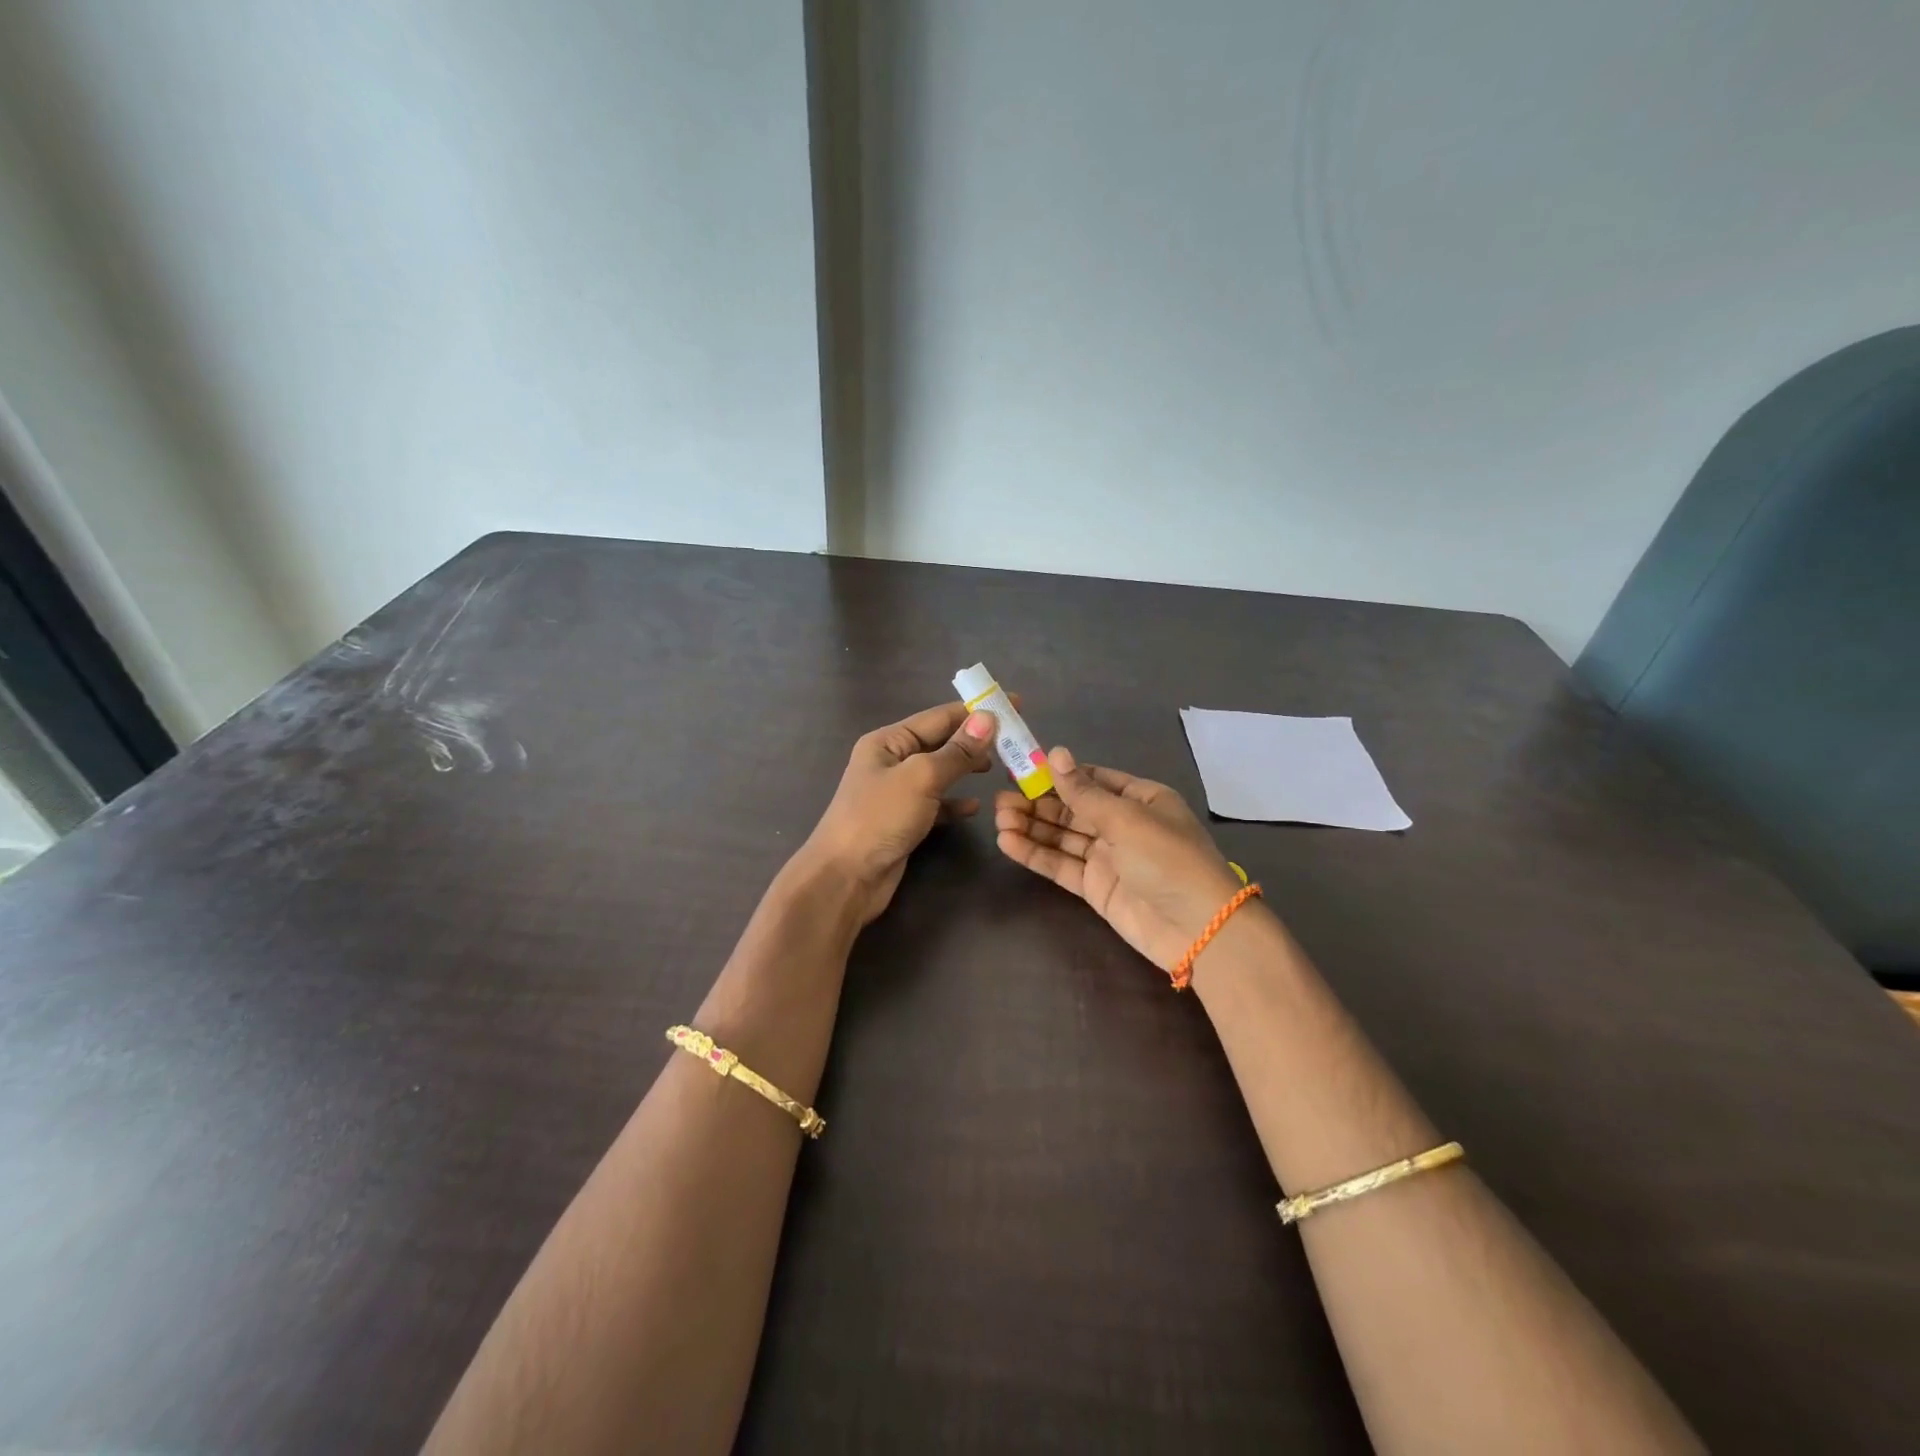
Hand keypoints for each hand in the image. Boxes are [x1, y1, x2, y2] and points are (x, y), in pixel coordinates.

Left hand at [802, 702, 997, 924]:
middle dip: (975, 740)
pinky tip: (976, 806)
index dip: (975, 710)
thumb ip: (956, 751)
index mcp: (888, 741)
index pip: (939, 717)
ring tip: (999, 767)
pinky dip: (955, 802)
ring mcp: (896, 793)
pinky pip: (936, 803)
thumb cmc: (879, 818)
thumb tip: (987, 719)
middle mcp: (891, 761)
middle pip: (940, 742)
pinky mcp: (903, 821)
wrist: (845, 878)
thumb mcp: (921, 778)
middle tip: (1014, 739)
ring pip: (940, 772)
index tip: (1013, 704)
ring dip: (967, 768)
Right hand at [995, 746, 1247, 971]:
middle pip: (1073, 808)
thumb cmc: (1168, 860)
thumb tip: (1054, 752)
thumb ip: (1084, 792)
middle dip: (1038, 803)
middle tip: (1000, 800)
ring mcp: (1108, 857)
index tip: (1021, 770)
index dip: (1057, 775)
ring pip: (1063, 836)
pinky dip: (1036, 854)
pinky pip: (1061, 865)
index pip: (1092, 780)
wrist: (1199, 929)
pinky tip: (1008, 842)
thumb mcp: (1126, 819)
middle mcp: (1123, 825)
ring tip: (998, 818)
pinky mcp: (1096, 887)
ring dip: (1032, 827)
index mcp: (1141, 799)